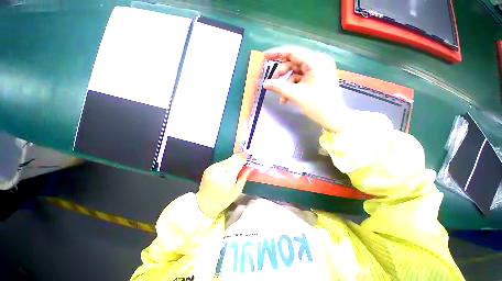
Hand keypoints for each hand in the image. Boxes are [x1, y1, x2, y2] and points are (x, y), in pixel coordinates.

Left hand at [196, 153, 252, 217]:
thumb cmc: (223, 200)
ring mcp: (212, 168)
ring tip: (234, 170)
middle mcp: (219, 170)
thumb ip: (244, 176)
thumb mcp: (237, 191)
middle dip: (239, 158)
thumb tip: (251, 167)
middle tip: (244, 163)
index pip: (237, 161)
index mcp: (227, 178)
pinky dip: (226, 165)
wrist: (204, 204)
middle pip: (232, 158)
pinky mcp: (209, 167)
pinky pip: (222, 162)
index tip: (248, 157)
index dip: (244, 157)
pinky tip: (226, 172)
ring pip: (227, 159)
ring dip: (233, 162)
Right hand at [263, 46, 346, 131]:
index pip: (292, 52)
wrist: (333, 117)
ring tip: (281, 98)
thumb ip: (278, 86)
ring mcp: (318, 70)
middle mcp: (318, 61)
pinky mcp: (317, 78)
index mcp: (315, 61)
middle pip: (293, 62)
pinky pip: (300, 79)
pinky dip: (292, 88)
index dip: (277, 53)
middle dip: (281, 73)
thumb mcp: (295, 94)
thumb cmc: (316, 105)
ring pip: (296, 73)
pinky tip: (287, 99)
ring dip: (286, 85)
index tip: (264, 56)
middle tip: (271, 82)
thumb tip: (264, 83)